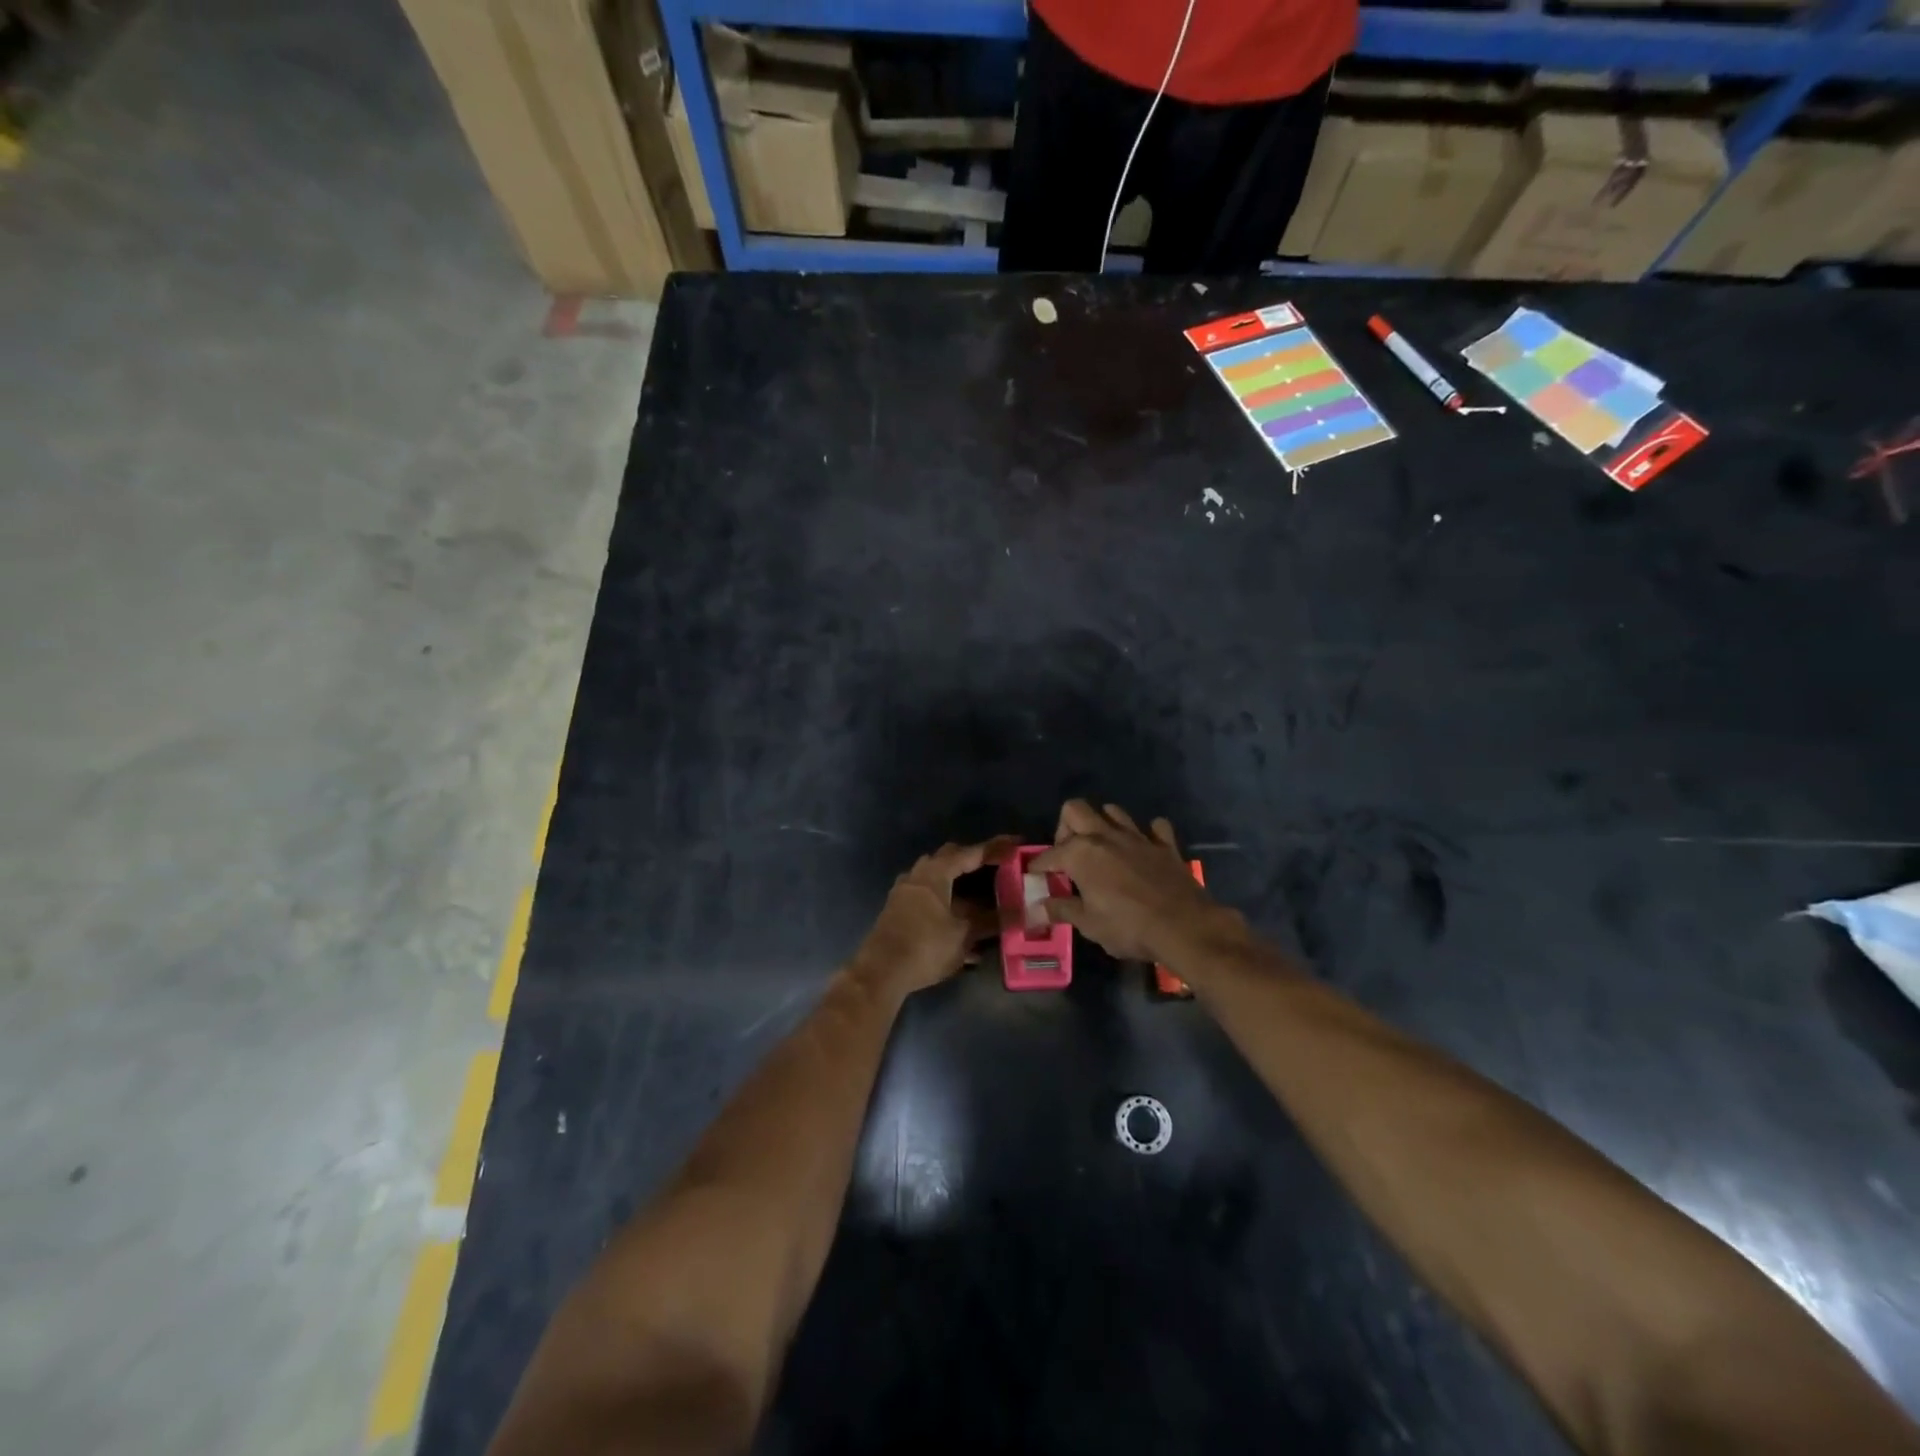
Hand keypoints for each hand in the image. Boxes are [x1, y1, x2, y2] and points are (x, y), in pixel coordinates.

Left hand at [854, 837, 1015, 996]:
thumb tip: (1018, 913)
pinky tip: (960, 925)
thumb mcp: (963, 935)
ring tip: (980, 898)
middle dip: (972, 861)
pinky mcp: (898, 911)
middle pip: (949, 859)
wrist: (881, 973)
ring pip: (936, 879)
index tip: (1014, 843)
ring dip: (958, 885)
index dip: (994, 848)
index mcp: (935, 873)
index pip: (969, 853)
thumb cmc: (925, 947)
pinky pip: (927, 898)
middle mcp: (917, 875)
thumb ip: (990, 921)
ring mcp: (904, 893)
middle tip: (995, 867)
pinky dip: (946, 904)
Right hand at [1032, 801, 1230, 964]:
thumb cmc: (1128, 927)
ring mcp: (1137, 836)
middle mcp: (1105, 836)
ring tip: (1102, 848)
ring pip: (1112, 811)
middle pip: (1075, 809)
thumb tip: (1036, 908)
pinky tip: (1144, 849)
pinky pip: (1155, 828)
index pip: (1049, 854)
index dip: (1038, 865)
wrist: (1184, 927)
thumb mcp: (1089, 924)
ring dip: (1103, 824)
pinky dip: (1148, 834)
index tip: (1034, 874)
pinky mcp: (1164, 845)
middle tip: (1068, 854)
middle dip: (1066, 827)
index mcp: (1081, 853)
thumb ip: (1062, 910)